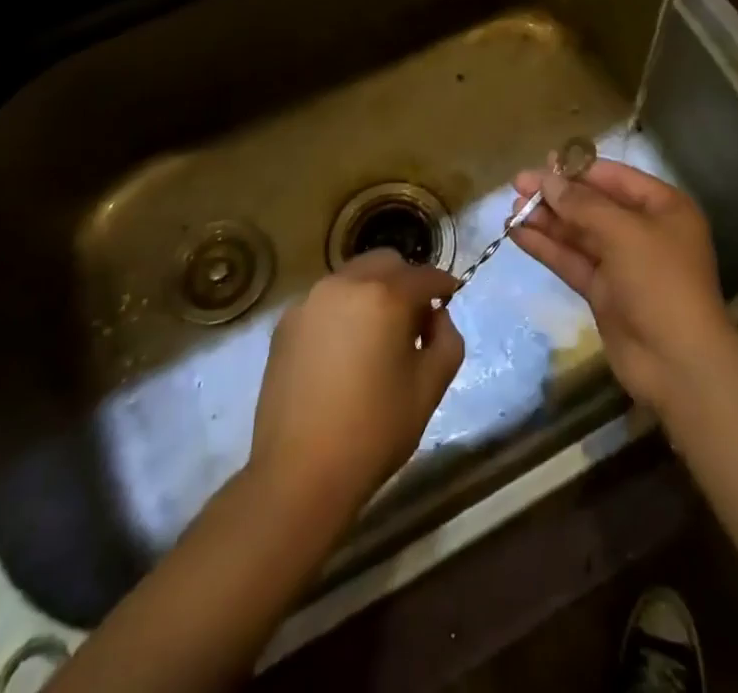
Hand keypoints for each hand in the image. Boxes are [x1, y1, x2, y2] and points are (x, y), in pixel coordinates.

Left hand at [248, 250, 464, 518]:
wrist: (299, 475)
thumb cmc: (375, 431)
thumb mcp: (430, 388)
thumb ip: (447, 340)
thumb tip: (436, 317)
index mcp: (385, 296)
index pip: (424, 276)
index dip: (443, 285)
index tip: (451, 296)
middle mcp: (345, 284)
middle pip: (386, 262)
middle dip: (406, 281)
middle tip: (414, 319)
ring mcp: (310, 301)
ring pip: (353, 276)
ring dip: (373, 292)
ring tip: (377, 336)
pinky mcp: (286, 323)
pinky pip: (326, 301)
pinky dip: (343, 311)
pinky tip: (344, 351)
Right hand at [511, 156, 737, 412]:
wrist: (678, 362)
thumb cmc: (660, 282)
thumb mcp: (623, 232)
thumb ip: (582, 204)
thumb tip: (547, 180)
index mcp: (663, 207)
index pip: (614, 177)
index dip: (577, 169)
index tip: (541, 163)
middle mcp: (643, 230)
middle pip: (593, 204)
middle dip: (556, 195)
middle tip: (517, 186)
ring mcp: (622, 263)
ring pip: (578, 233)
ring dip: (547, 221)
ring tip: (511, 210)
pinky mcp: (603, 291)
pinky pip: (571, 260)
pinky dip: (546, 247)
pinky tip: (517, 235)